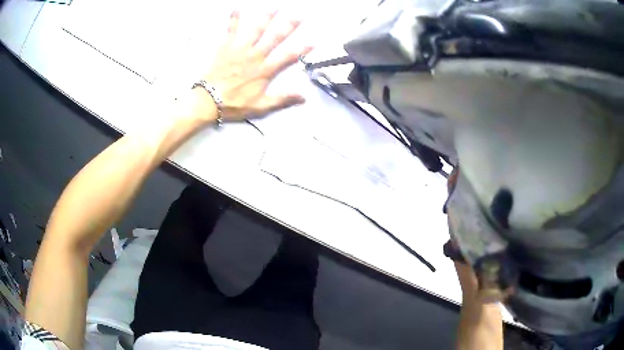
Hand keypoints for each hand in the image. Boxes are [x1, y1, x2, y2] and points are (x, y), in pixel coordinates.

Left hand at [201, 11, 312, 120]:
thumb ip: (282, 100)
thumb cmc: (234, 104)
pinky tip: (237, 7)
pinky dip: (234, 18)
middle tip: (299, 15)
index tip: (314, 41)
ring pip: (257, 30)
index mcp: (265, 70)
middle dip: (288, 26)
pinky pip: (232, 30)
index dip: (302, 49)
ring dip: (267, 17)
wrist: (208, 101)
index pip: (288, 57)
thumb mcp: (260, 106)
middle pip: (275, 38)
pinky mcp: (227, 47)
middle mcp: (256, 56)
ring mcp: (241, 49)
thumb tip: (303, 97)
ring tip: (275, 6)